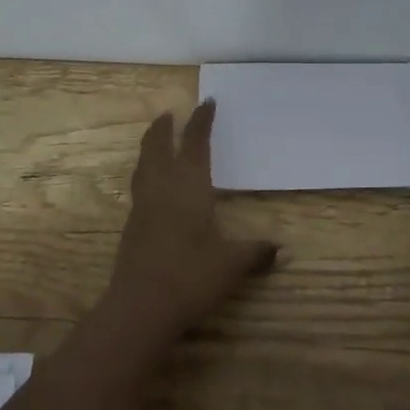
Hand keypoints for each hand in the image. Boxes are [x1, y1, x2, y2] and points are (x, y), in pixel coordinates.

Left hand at [97, 102, 276, 350]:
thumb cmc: (190, 277)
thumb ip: (254, 252)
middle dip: (163, 128)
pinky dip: (146, 172)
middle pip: (157, 147)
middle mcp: (162, 188)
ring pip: (143, 165)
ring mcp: (143, 206)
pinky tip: (153, 186)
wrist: (140, 306)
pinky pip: (139, 186)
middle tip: (168, 114)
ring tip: (156, 140)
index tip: (207, 102)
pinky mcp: (132, 226)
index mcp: (189, 187)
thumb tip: (278, 248)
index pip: (195, 144)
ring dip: (150, 147)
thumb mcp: (231, 264)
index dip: (201, 122)